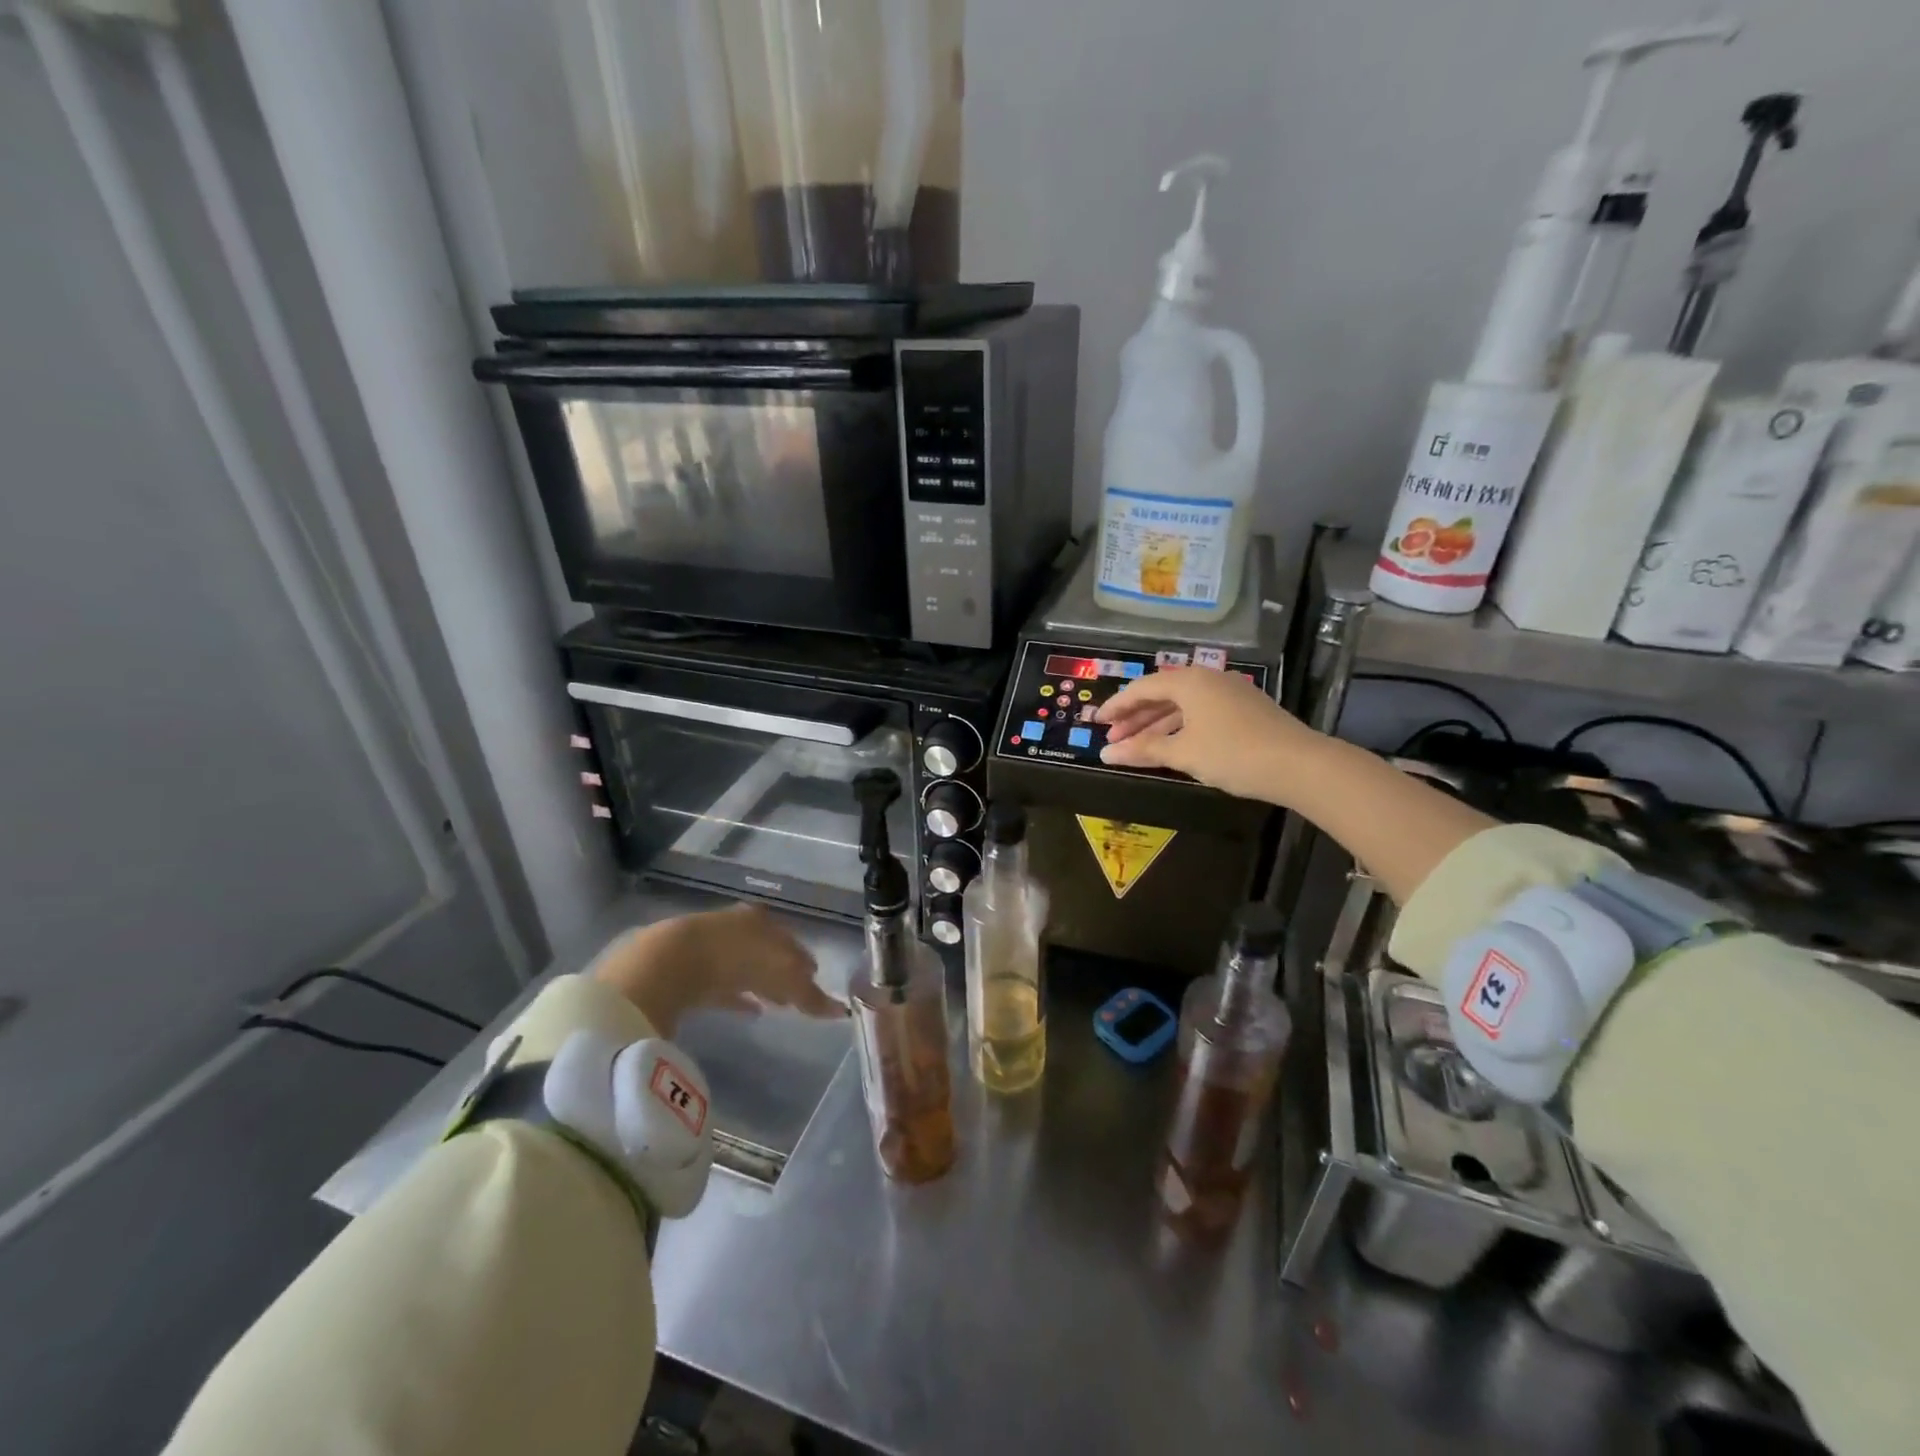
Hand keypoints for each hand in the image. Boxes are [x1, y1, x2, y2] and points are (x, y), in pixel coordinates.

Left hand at [594, 904, 839, 1035]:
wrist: (670, 961)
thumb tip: (841, 1010)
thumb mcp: (782, 975)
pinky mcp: (687, 973)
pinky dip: (737, 998)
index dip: (805, 962)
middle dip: (784, 971)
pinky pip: (721, 988)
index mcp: (763, 921)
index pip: (791, 940)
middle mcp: (739, 927)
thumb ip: (809, 995)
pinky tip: (749, 1012)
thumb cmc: (737, 958)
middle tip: (797, 994)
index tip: (815, 980)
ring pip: (745, 968)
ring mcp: (711, 948)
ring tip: (776, 1005)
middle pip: (768, 952)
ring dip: (761, 984)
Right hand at [1095, 666, 1319, 803]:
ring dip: (1157, 725)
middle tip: (1113, 738)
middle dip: (1135, 718)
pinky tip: (1173, 746)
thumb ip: (1142, 751)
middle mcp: (1208, 679)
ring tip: (1137, 747)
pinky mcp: (1245, 710)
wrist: (1299, 765)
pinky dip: (1180, 728)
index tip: (1097, 722)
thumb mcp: (1182, 753)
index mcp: (1189, 681)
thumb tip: (1105, 754)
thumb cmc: (1232, 753)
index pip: (1142, 688)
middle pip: (1162, 694)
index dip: (1117, 706)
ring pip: (1182, 706)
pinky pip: (1201, 713)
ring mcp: (1230, 693)